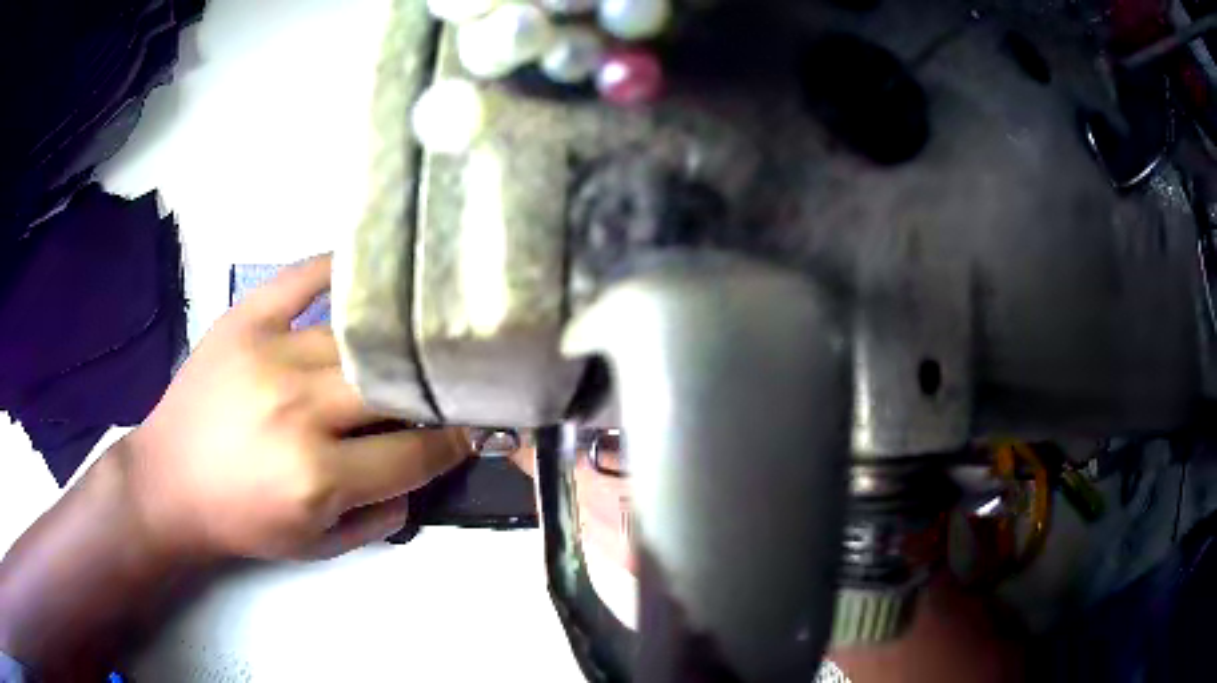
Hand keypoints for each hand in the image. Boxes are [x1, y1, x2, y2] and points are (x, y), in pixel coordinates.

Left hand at [118, 255, 469, 560]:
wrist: (169, 482)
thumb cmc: (242, 522)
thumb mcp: (317, 547)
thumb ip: (380, 518)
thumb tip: (421, 474)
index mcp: (318, 476)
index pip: (413, 452)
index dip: (452, 443)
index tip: (472, 431)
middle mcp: (299, 409)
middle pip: (390, 388)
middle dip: (428, 394)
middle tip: (444, 392)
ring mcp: (270, 353)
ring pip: (356, 340)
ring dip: (389, 349)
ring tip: (408, 346)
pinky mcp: (245, 319)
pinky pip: (303, 277)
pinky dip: (338, 270)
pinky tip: (366, 274)